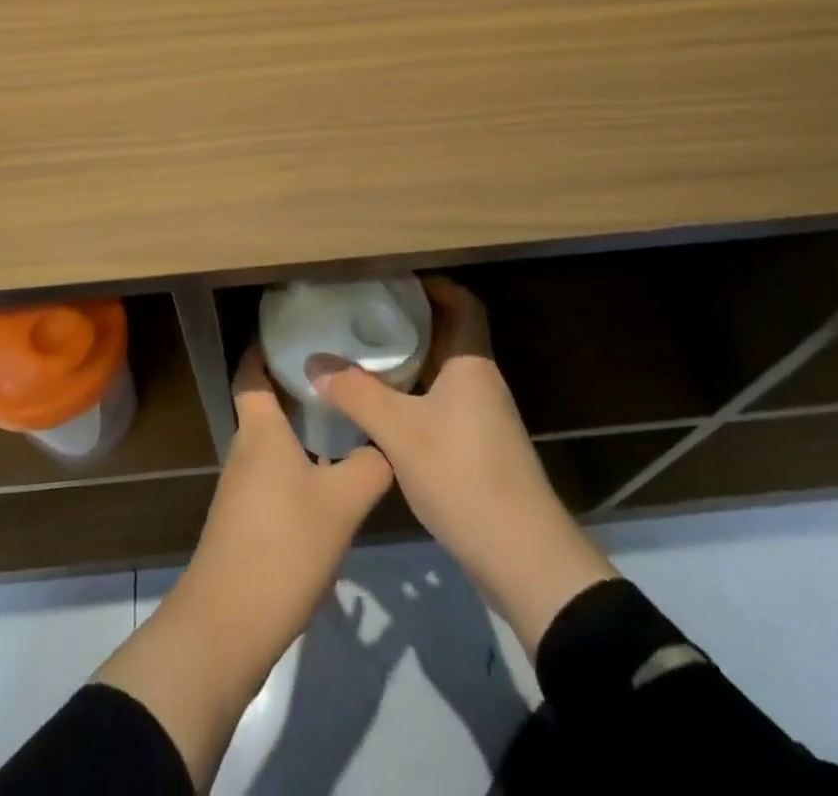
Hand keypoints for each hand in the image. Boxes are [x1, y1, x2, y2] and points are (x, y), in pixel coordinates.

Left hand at [187, 344, 394, 642]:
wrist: (229, 623)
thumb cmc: (284, 544)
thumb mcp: (342, 502)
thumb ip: (371, 465)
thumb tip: (388, 444)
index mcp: (260, 429)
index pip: (251, 372)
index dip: (264, 348)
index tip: (294, 331)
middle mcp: (246, 449)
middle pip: (267, 404)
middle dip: (298, 387)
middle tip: (342, 375)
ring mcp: (243, 486)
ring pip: (274, 442)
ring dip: (302, 429)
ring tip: (346, 421)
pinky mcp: (247, 519)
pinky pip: (275, 474)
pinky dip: (299, 464)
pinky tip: (331, 478)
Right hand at [311, 276, 615, 656]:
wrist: (523, 557)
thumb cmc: (463, 476)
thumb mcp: (399, 432)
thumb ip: (355, 393)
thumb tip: (314, 362)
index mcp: (471, 363)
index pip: (462, 303)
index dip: (433, 285)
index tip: (394, 280)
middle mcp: (481, 381)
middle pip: (449, 335)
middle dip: (411, 321)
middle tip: (365, 314)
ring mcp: (483, 417)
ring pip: (443, 372)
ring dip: (410, 360)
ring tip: (364, 354)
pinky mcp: (479, 448)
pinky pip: (443, 402)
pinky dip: (414, 394)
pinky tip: (382, 407)